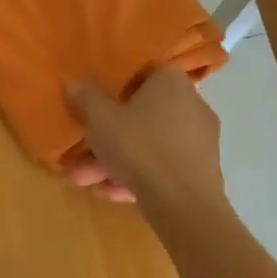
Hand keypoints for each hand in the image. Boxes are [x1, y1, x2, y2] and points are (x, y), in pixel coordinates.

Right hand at [66, 67, 224, 210]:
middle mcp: (192, 104)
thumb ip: (85, 99)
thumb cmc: (140, 148)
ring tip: (88, 182)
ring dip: (117, 161)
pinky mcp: (202, 171)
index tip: (97, 103)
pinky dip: (138, 176)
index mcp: (171, 82)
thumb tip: (73, 82)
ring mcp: (200, 140)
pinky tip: (112, 194)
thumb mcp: (100, 120)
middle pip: (142, 115)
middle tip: (81, 154)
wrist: (183, 204)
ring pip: (149, 145)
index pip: (144, 73)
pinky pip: (162, 166)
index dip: (117, 86)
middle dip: (109, 137)